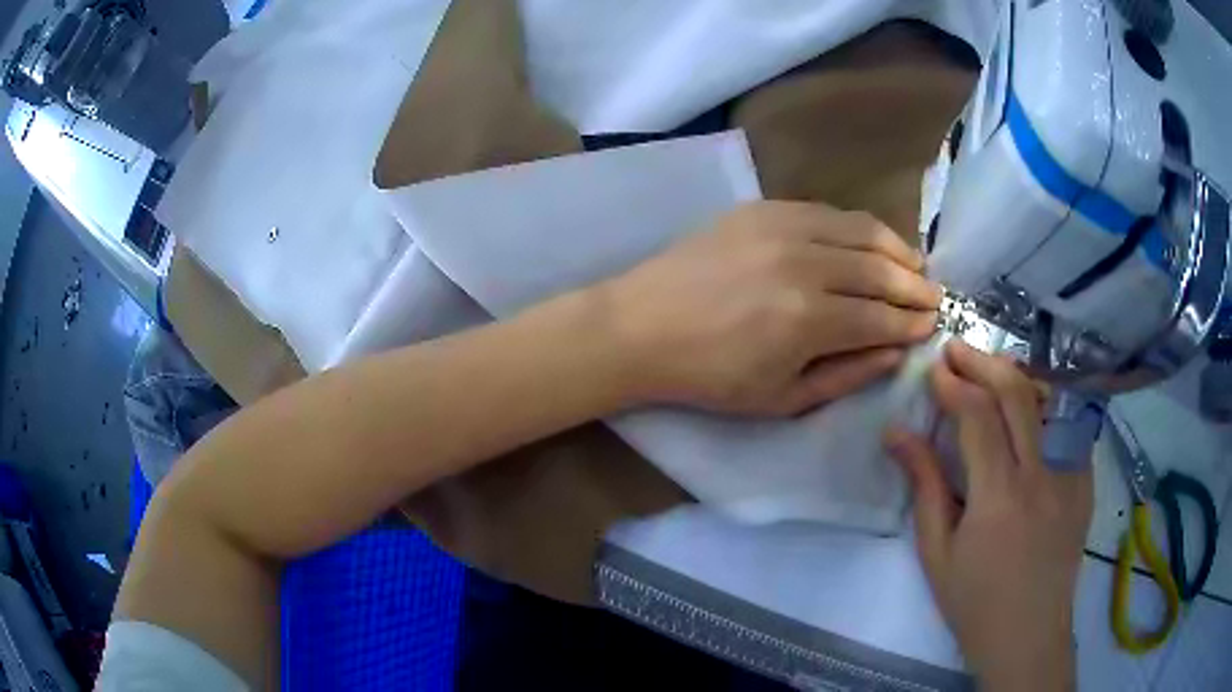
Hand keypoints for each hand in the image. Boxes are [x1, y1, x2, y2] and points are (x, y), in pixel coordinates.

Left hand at [601, 201, 940, 414]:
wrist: (642, 327)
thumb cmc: (710, 377)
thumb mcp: (781, 398)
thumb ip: (846, 374)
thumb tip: (895, 351)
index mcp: (808, 320)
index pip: (881, 317)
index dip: (912, 322)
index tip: (933, 324)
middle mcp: (803, 264)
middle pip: (879, 270)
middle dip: (915, 285)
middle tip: (935, 295)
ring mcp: (781, 228)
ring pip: (860, 230)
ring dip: (895, 249)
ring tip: (914, 265)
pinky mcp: (762, 209)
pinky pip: (826, 211)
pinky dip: (857, 226)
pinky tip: (870, 240)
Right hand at [886, 342, 1091, 691]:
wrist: (1028, 632)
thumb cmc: (974, 601)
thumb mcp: (937, 552)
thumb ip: (924, 485)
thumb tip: (896, 432)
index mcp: (999, 498)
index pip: (978, 417)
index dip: (954, 385)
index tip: (934, 370)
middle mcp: (1041, 475)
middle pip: (1017, 393)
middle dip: (984, 362)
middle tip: (958, 350)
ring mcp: (1071, 474)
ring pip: (1050, 398)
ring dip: (1017, 375)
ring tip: (991, 371)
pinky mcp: (1086, 480)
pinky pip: (1069, 424)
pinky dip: (1046, 404)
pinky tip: (1028, 408)